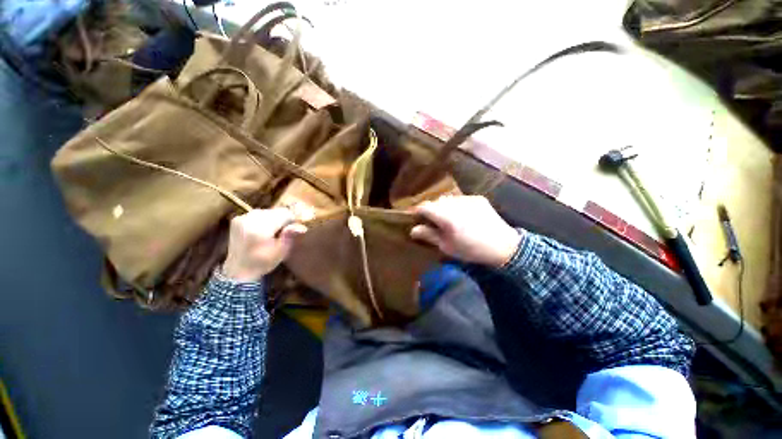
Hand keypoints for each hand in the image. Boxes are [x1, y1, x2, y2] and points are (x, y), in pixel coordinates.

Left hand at [222, 208, 307, 281]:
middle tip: (284, 231)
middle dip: (282, 219)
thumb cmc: (263, 262)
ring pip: (267, 211)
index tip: (294, 228)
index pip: (284, 214)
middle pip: (275, 211)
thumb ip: (289, 236)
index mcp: (260, 229)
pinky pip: (257, 213)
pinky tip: (263, 229)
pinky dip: (263, 219)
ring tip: (274, 231)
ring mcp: (241, 218)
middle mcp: (249, 220)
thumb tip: (301, 226)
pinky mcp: (237, 219)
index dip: (292, 220)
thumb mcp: (281, 252)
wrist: (238, 270)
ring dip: (273, 218)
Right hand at [411, 195, 521, 267]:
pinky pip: (460, 199)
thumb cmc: (472, 250)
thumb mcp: (447, 247)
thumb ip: (429, 235)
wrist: (504, 246)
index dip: (417, 211)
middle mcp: (456, 204)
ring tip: (447, 218)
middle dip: (431, 210)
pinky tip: (462, 216)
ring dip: (443, 207)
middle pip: (436, 202)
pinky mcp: (478, 199)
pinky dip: (456, 206)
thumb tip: (413, 230)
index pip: (425, 206)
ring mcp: (468, 199)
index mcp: (447, 217)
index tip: (415, 218)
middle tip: (432, 221)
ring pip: (448, 199)